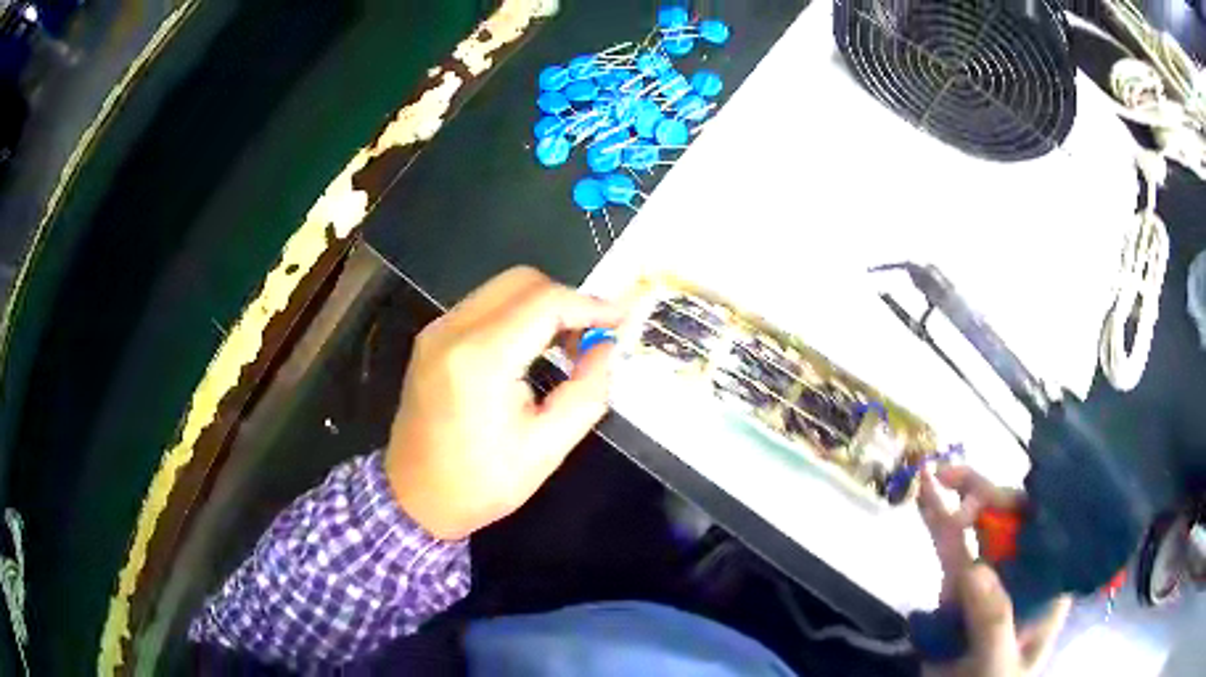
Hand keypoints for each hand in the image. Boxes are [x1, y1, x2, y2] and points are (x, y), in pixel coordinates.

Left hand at [385, 267, 624, 539]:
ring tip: (566, 346)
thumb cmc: (480, 483)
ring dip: (541, 306)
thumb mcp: (547, 448)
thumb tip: (607, 348)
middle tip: (592, 338)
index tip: (622, 320)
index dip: (590, 306)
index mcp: (480, 359)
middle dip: (566, 300)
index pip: (545, 302)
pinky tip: (531, 349)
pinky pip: (484, 305)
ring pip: (502, 288)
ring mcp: (437, 330)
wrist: (414, 499)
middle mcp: (453, 330)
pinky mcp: (432, 338)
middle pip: (522, 281)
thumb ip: (586, 391)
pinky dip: (517, 314)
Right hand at [919, 467, 1071, 676]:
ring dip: (956, 501)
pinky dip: (937, 524)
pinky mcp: (958, 591)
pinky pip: (950, 552)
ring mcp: (989, 580)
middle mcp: (1022, 572)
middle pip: (1009, 522)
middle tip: (950, 479)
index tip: (990, 500)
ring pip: (977, 531)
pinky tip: (927, 498)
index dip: (1020, 506)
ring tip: (934, 475)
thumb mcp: (999, 664)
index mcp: (1046, 583)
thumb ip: (993, 621)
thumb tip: (973, 570)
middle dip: (983, 496)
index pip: (1043, 531)